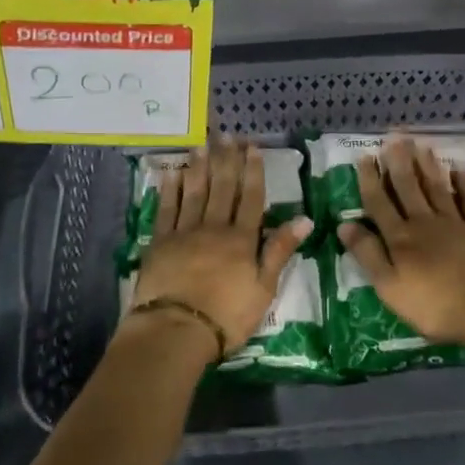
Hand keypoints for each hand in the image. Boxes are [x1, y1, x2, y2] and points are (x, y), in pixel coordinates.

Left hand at [132, 138, 312, 356]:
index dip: (253, 171)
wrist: (177, 329)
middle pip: (223, 188)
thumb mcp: (264, 288)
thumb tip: (304, 219)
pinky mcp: (160, 242)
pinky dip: (170, 189)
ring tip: (202, 145)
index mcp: (242, 239)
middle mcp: (214, 227)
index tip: (252, 147)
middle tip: (227, 135)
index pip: (251, 198)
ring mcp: (184, 232)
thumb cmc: (227, 315)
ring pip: (194, 192)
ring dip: (199, 167)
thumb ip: (280, 250)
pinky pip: (166, 208)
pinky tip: (173, 173)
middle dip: (227, 160)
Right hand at [337, 135, 464, 343]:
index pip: (379, 203)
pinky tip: (460, 169)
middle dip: (399, 162)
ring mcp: (455, 223)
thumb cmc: (433, 305)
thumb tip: (344, 224)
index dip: (370, 180)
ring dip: (427, 166)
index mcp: (400, 238)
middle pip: (408, 187)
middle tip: (394, 137)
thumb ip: (367, 254)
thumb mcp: (389, 287)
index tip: (365, 157)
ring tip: (420, 145)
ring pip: (437, 188)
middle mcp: (424, 223)